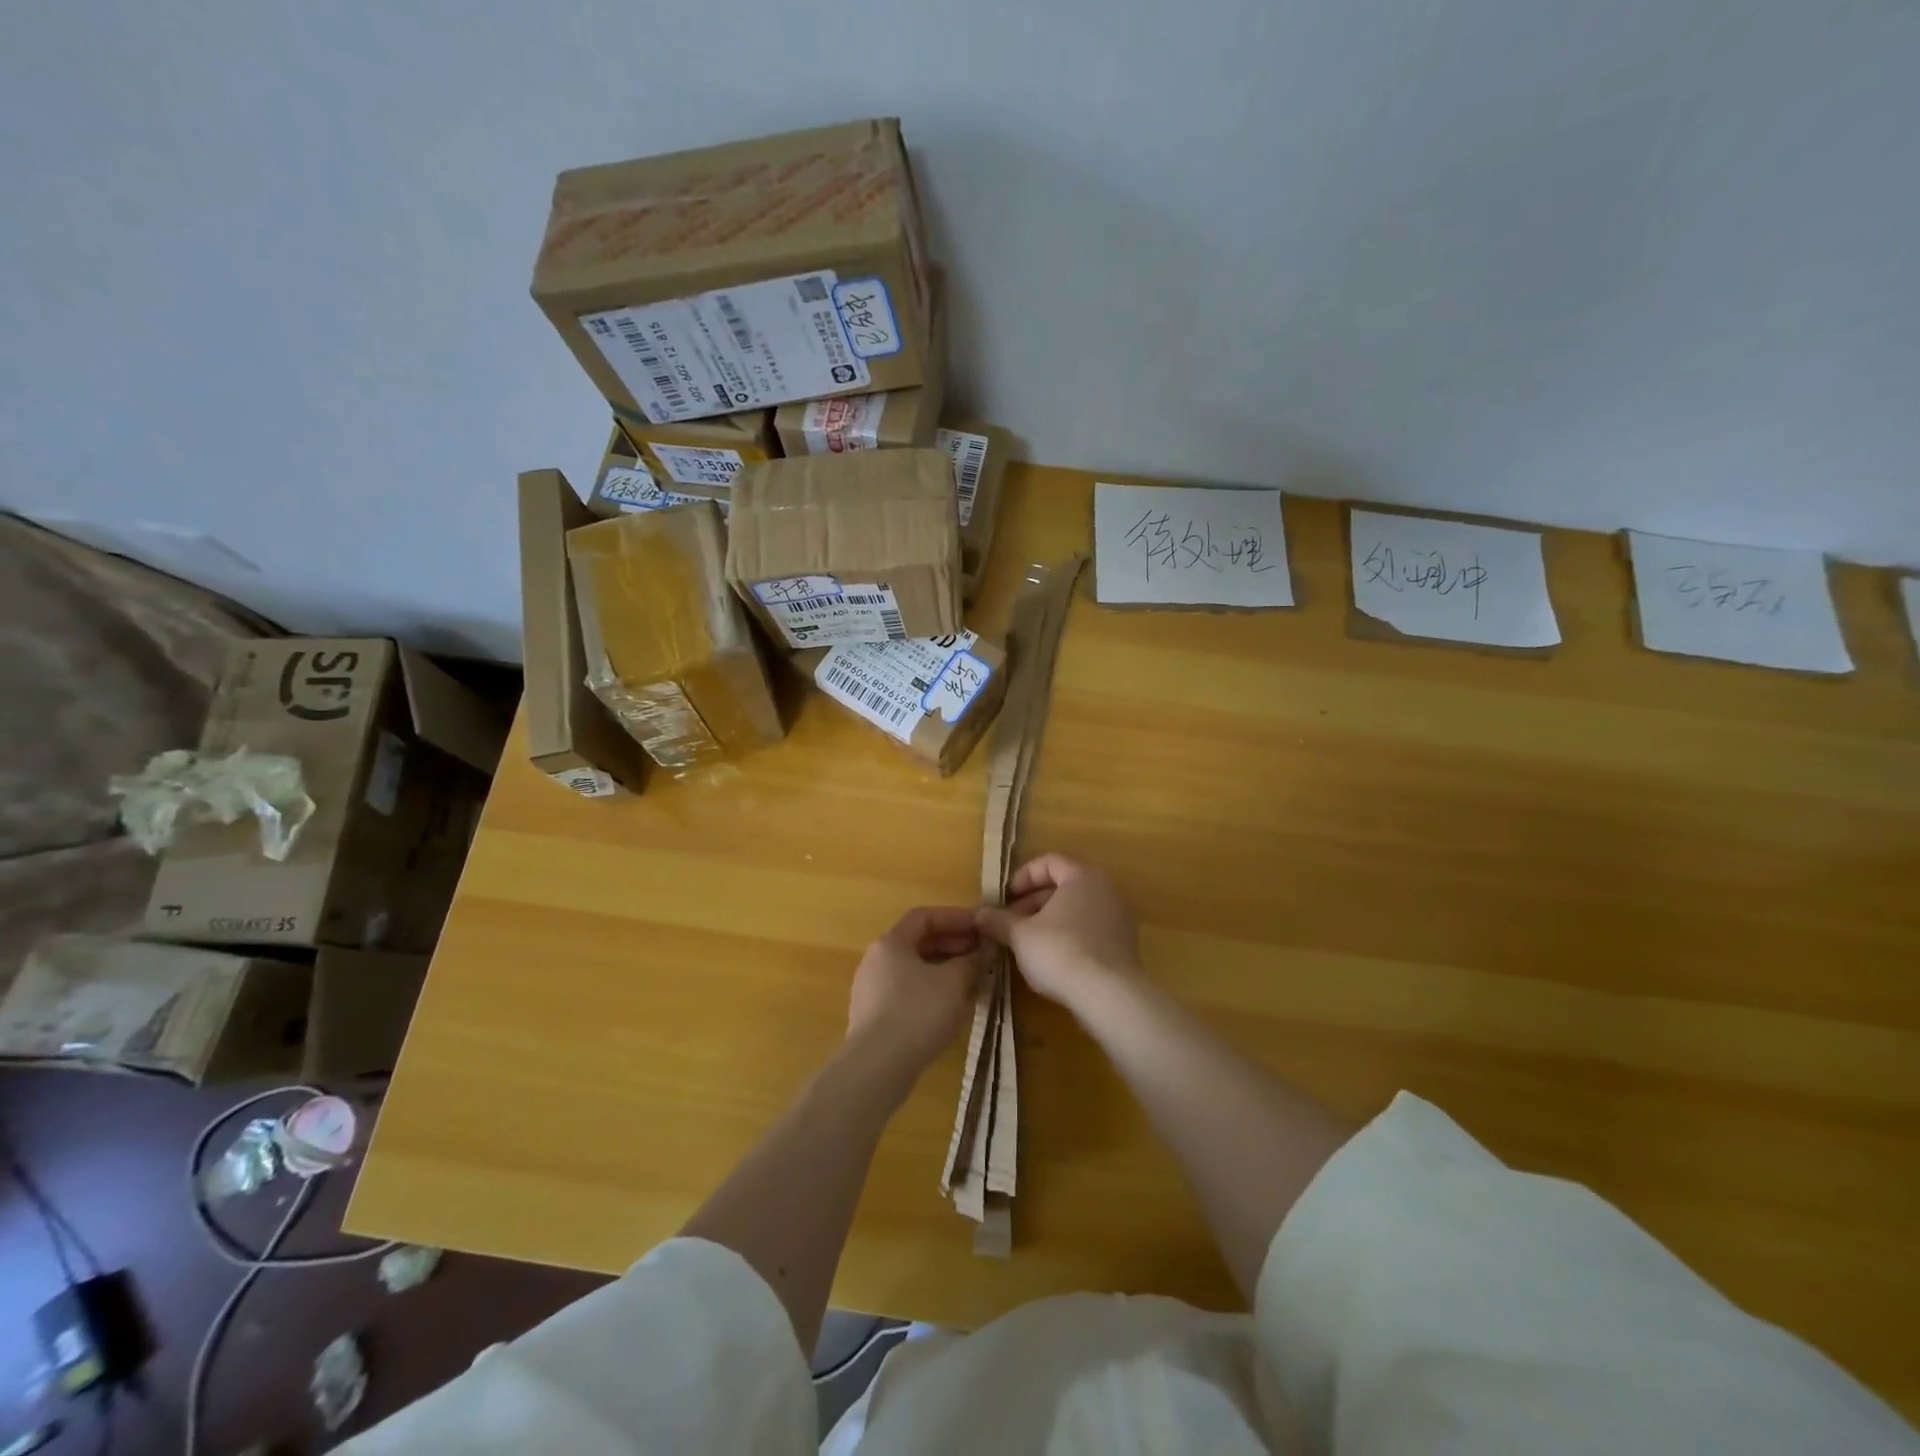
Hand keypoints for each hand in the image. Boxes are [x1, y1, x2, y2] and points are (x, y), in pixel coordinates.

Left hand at [846, 907, 983, 1086]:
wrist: (877, 1067)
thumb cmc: (917, 1012)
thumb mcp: (954, 982)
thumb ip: (972, 961)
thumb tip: (985, 949)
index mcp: (891, 942)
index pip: (925, 916)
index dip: (956, 917)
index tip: (982, 926)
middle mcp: (876, 960)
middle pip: (919, 942)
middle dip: (954, 945)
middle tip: (983, 954)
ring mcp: (872, 990)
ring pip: (915, 970)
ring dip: (946, 970)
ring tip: (974, 980)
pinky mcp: (875, 1017)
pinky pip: (908, 992)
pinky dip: (933, 991)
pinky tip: (953, 1007)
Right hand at [976, 855, 1140, 1009]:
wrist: (1108, 995)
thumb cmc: (1060, 951)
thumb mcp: (1020, 935)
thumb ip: (999, 921)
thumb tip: (979, 914)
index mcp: (1082, 876)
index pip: (1049, 862)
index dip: (1023, 877)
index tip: (1006, 898)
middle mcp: (1105, 889)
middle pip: (1064, 885)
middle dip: (1033, 902)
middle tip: (1011, 923)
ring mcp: (1119, 916)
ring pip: (1077, 909)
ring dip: (1050, 920)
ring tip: (1027, 943)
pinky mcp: (1125, 943)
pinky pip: (1091, 929)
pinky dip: (1070, 935)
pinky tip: (1053, 959)